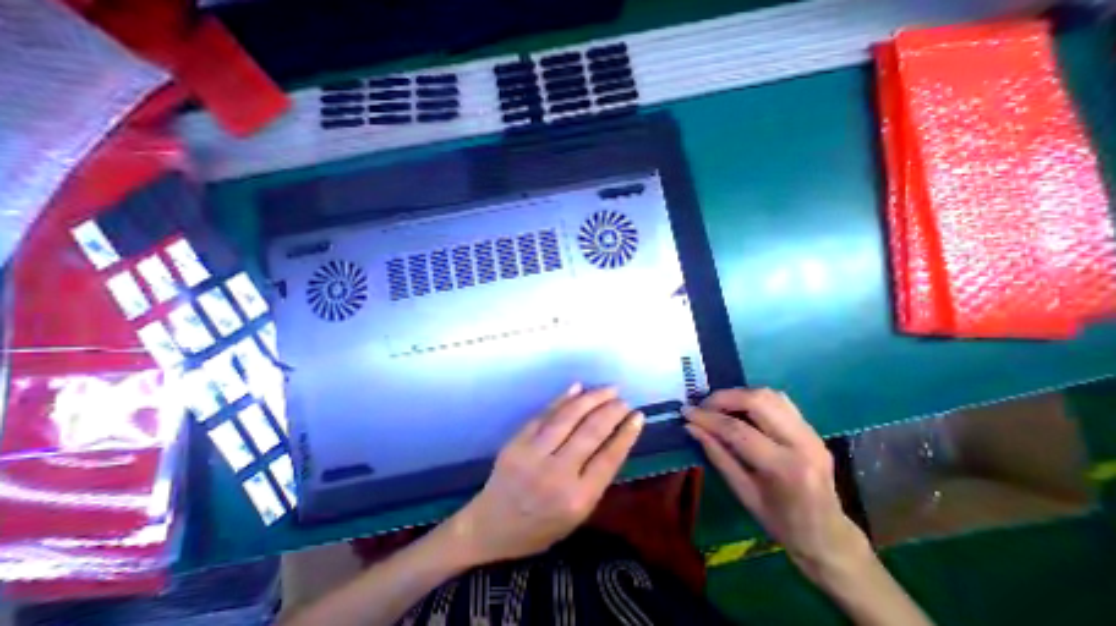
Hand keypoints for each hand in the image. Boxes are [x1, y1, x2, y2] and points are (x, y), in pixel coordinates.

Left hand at [448, 385, 640, 564]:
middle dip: (611, 411)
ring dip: (592, 398)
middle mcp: (557, 474)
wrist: (491, 526)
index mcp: (577, 499)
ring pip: (568, 417)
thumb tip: (613, 438)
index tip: (638, 416)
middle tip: (623, 400)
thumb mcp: (577, 515)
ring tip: (608, 389)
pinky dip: (563, 398)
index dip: (626, 433)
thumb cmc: (540, 527)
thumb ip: (596, 478)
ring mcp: (533, 454)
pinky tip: (578, 388)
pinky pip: (544, 414)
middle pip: (591, 432)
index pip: (609, 457)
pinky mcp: (517, 441)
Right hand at [680, 388, 870, 579]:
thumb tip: (691, 427)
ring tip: (719, 406)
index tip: (686, 412)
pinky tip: (740, 409)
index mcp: (786, 468)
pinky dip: (754, 398)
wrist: (829, 536)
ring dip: (738, 395)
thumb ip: (717, 455)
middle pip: (757, 401)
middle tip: (703, 406)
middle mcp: (803, 444)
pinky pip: (779, 401)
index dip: (707, 418)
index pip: (738, 430)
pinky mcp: (812, 428)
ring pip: (770, 395)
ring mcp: (812, 433)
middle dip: (723, 398)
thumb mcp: (743, 493)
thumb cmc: (782, 522)